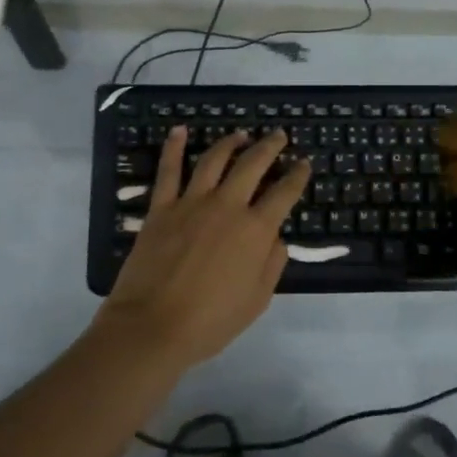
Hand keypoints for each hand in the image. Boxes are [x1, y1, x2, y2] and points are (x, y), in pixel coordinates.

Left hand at [98, 125, 309, 367]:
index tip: (304, 164)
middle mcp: (227, 206)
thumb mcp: (257, 300)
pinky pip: (169, 171)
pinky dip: (174, 148)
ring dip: (230, 142)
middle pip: (253, 165)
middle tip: (279, 135)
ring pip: (214, 160)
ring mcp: (191, 203)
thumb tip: (276, 238)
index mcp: (255, 230)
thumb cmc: (211, 321)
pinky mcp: (161, 208)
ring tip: (240, 134)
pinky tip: (180, 131)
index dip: (297, 176)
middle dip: (270, 146)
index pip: (284, 193)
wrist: (153, 326)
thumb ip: (272, 264)